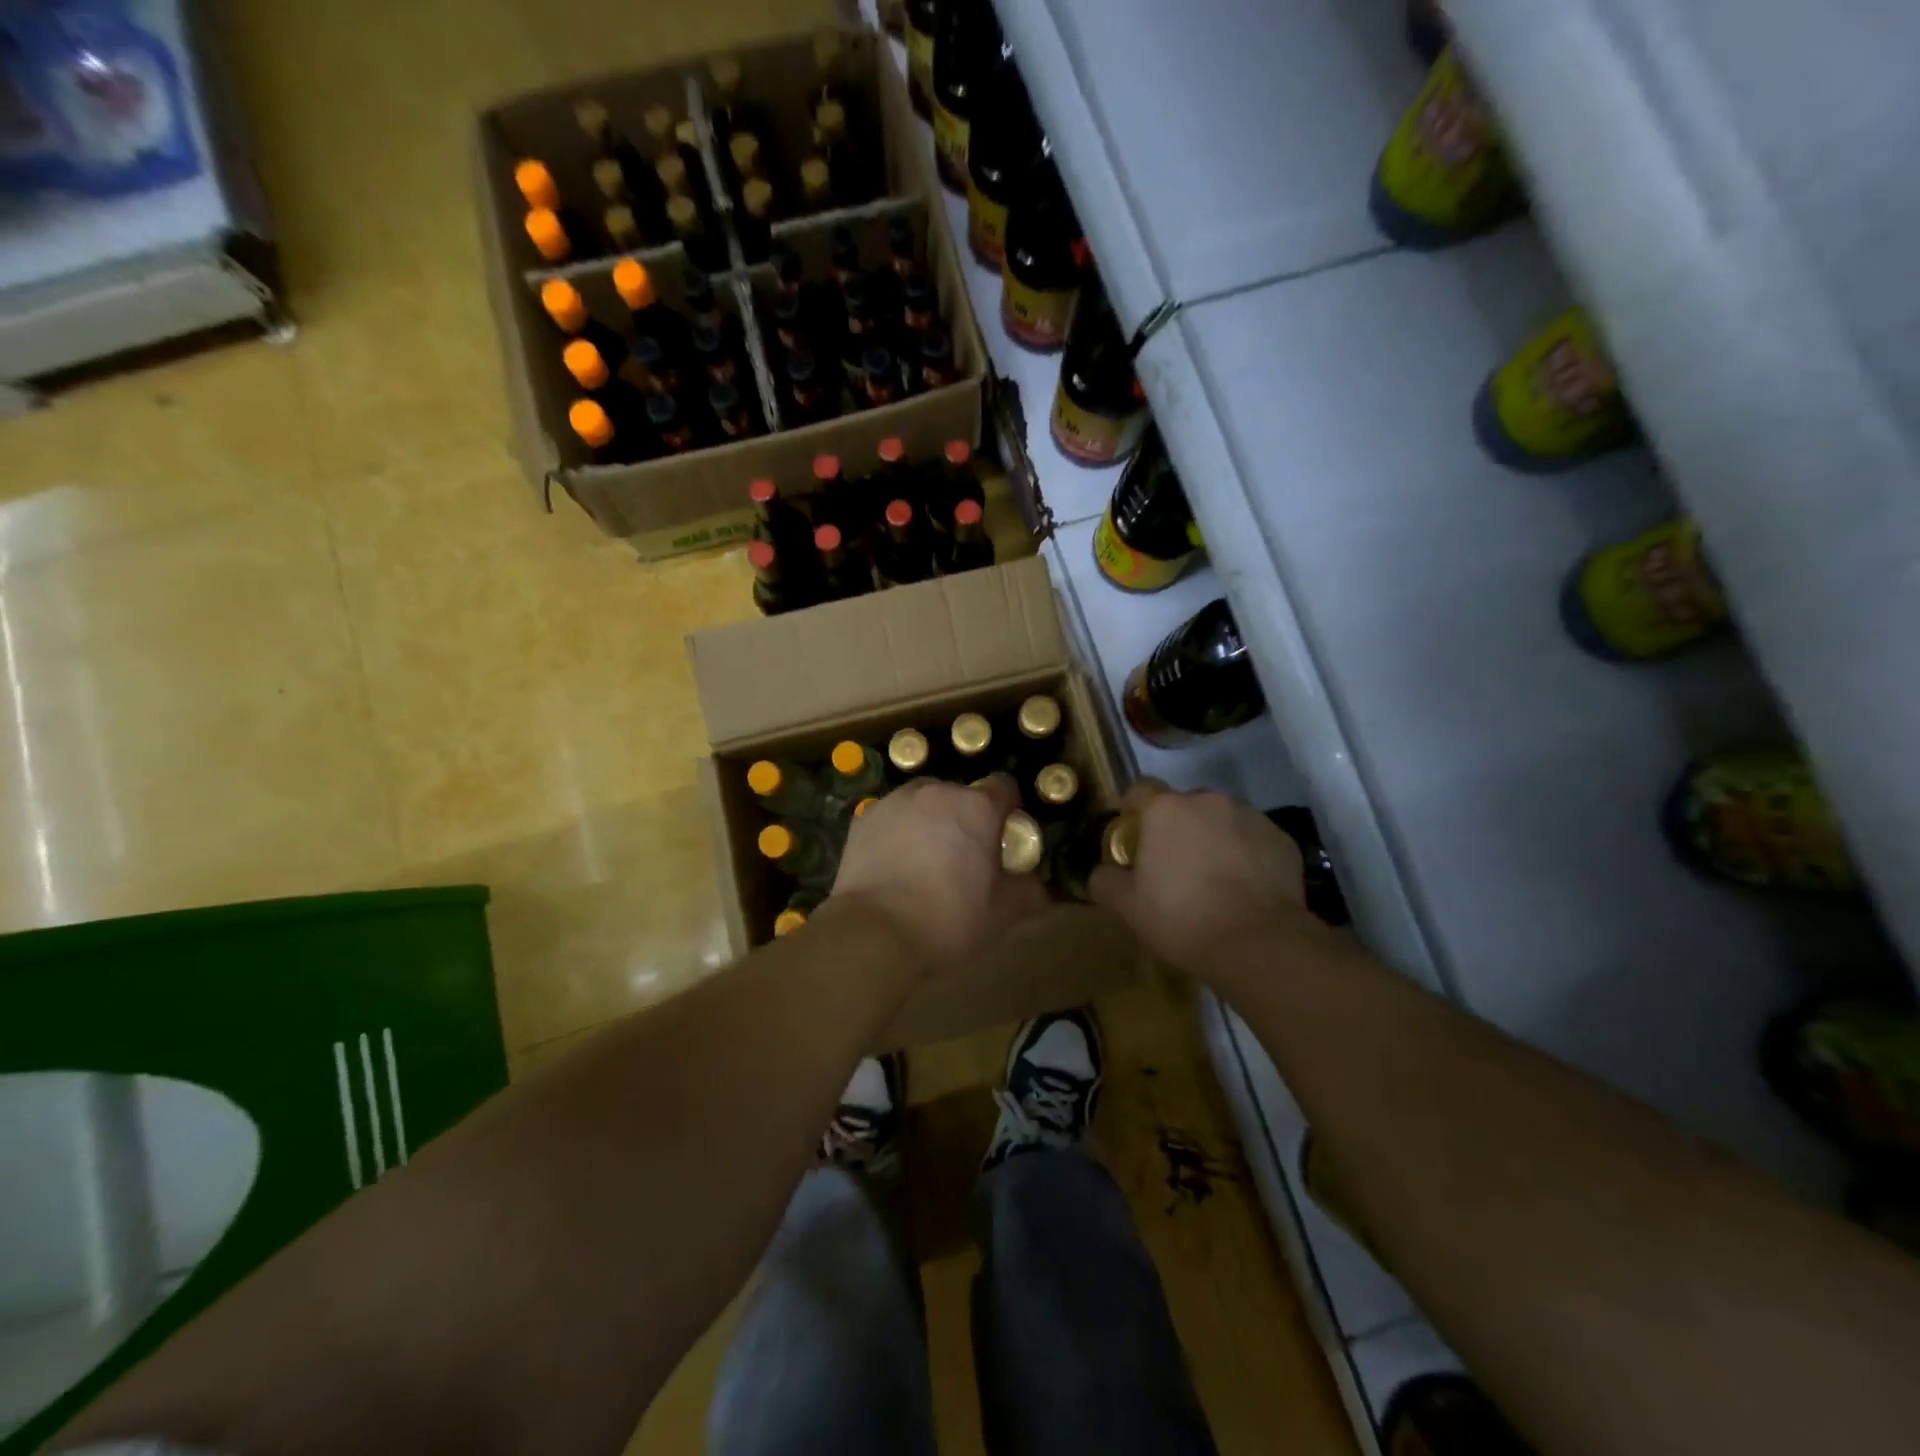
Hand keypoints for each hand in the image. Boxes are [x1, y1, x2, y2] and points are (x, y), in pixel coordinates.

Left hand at [830, 775, 1051, 970]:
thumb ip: (1028, 892)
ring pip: (924, 803)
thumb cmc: (948, 919)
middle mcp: (937, 792)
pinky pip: (893, 817)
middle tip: (964, 858)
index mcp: (977, 807)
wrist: (874, 932)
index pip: (1005, 788)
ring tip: (925, 861)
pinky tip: (894, 865)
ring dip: (931, 821)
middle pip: (962, 796)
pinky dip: (898, 832)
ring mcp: (896, 801)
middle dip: (967, 819)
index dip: (1009, 812)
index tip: (1004, 840)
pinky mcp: (864, 818)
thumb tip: (1037, 886)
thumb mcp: (1003, 914)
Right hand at [1091, 781, 1318, 978]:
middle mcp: (1209, 801)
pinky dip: (1245, 854)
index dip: (1130, 808)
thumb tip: (1103, 871)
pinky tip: (1243, 887)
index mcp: (1166, 809)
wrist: (1259, 945)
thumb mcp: (1127, 906)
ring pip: (1221, 820)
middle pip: (1183, 805)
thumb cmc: (1182, 918)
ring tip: (1212, 877)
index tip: (1127, 832)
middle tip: (1170, 862)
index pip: (1139, 790)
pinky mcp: (1282, 840)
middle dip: (1174, 826)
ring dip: (1211, 838)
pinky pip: (1253, 839)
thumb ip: (1105, 880)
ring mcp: (1251, 817)